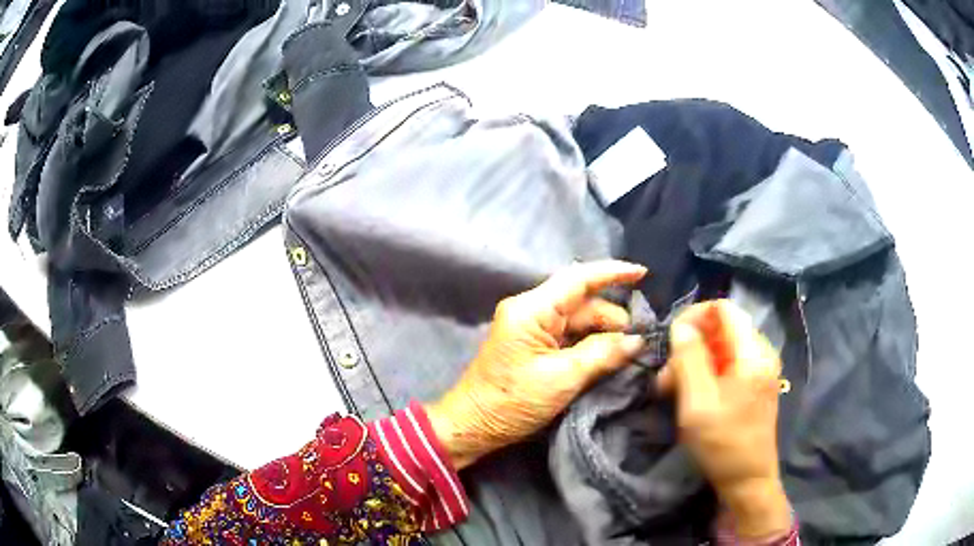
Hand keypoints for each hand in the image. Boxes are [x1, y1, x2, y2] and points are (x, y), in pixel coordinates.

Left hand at [426, 260, 647, 469]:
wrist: (472, 426)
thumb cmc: (512, 403)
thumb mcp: (563, 379)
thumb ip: (602, 354)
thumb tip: (637, 341)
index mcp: (532, 309)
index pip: (578, 279)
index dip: (613, 273)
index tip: (644, 273)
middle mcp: (531, 310)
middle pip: (582, 303)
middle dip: (614, 317)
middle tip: (643, 339)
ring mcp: (531, 328)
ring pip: (578, 320)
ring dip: (605, 333)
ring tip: (633, 349)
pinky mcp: (533, 346)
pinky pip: (569, 336)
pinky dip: (591, 344)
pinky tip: (612, 354)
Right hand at [657, 301, 791, 539]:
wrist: (747, 479)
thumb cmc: (722, 443)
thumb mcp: (698, 403)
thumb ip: (689, 359)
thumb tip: (680, 326)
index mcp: (753, 353)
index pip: (724, 308)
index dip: (694, 315)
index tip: (671, 340)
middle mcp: (761, 353)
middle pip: (722, 327)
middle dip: (691, 345)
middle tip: (666, 377)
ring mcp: (760, 369)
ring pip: (722, 347)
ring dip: (695, 361)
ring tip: (672, 389)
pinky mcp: (755, 383)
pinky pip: (728, 364)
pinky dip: (707, 373)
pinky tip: (690, 395)